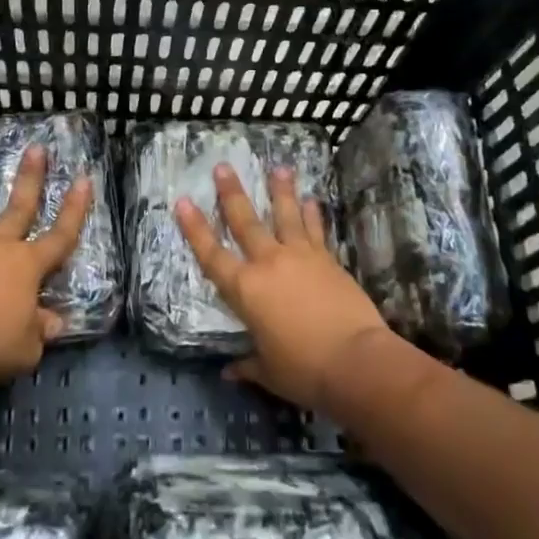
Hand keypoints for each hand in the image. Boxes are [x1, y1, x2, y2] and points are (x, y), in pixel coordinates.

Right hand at [174, 163, 389, 411]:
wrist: (356, 360)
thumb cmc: (304, 370)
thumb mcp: (269, 372)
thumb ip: (248, 365)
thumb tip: (230, 372)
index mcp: (245, 290)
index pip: (211, 254)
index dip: (194, 228)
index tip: (183, 201)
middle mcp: (268, 263)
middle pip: (246, 222)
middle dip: (232, 193)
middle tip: (223, 167)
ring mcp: (300, 257)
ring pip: (286, 215)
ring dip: (280, 190)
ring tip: (278, 167)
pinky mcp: (327, 259)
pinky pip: (316, 230)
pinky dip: (313, 214)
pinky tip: (311, 199)